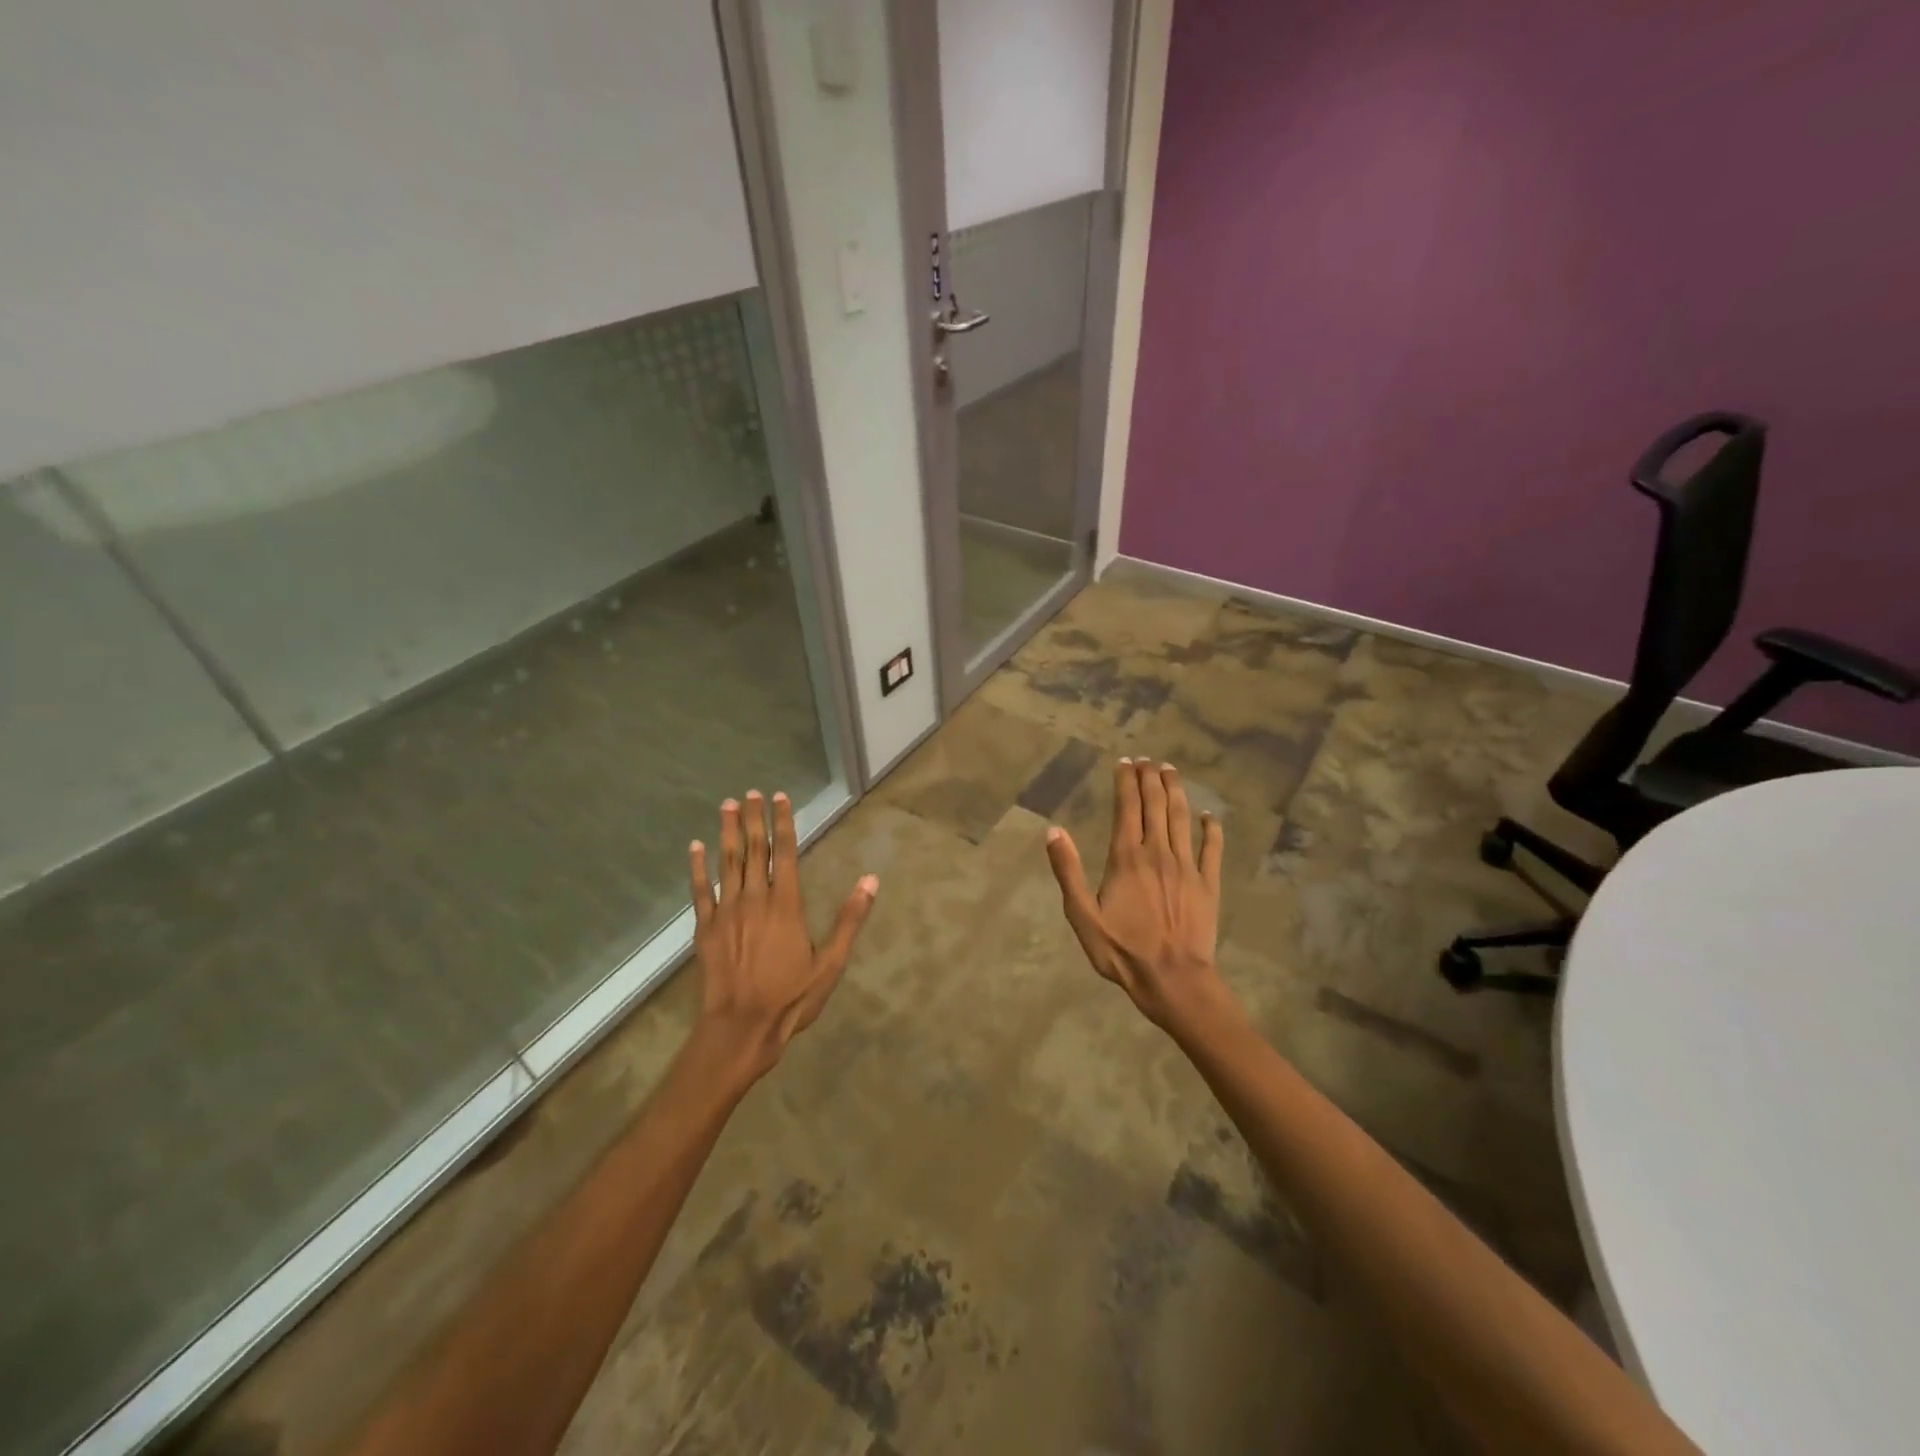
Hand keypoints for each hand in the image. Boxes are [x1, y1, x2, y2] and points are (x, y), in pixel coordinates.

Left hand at [689, 790, 876, 1079]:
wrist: (741, 1028)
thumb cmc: (791, 997)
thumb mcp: (831, 963)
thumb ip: (850, 919)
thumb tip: (871, 880)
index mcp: (786, 904)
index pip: (786, 852)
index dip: (783, 823)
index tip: (779, 797)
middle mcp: (755, 899)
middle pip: (754, 850)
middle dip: (753, 819)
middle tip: (751, 792)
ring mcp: (726, 912)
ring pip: (727, 863)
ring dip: (727, 832)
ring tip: (727, 805)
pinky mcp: (705, 929)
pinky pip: (700, 891)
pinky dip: (698, 867)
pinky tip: (695, 847)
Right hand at [1045, 759, 1233, 1033]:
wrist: (1173, 980)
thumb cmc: (1122, 951)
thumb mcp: (1082, 916)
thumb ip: (1068, 871)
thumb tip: (1053, 831)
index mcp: (1126, 858)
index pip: (1126, 808)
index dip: (1125, 782)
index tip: (1125, 761)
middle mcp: (1158, 853)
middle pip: (1155, 806)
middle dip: (1150, 778)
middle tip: (1147, 759)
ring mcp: (1187, 867)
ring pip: (1182, 818)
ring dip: (1176, 791)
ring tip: (1170, 771)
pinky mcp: (1208, 884)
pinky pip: (1212, 849)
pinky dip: (1211, 829)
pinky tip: (1209, 816)